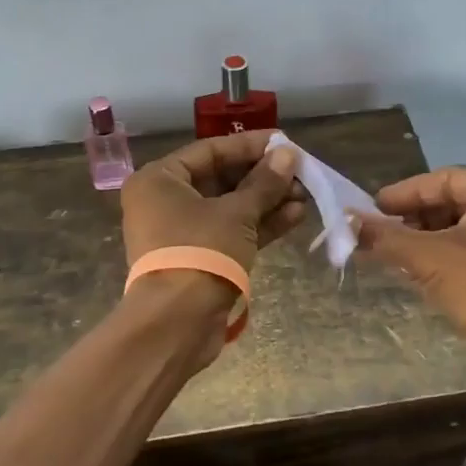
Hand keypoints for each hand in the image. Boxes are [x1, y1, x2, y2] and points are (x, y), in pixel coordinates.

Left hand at [120, 131, 305, 271]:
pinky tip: (295, 216)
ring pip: (230, 208)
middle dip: (264, 177)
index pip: (211, 150)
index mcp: (160, 180)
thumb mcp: (237, 213)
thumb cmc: (201, 251)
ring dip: (267, 201)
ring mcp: (182, 232)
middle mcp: (165, 201)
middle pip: (221, 179)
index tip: (285, 142)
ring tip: (305, 195)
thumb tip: (289, 154)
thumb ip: (265, 182)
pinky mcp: (199, 258)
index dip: (250, 145)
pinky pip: (231, 232)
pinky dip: (260, 224)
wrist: (178, 322)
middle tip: (301, 173)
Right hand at [353, 166, 465, 390]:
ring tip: (396, 255)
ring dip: (431, 241)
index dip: (404, 194)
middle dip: (416, 219)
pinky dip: (452, 260)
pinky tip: (425, 275)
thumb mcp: (429, 258)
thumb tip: (346, 222)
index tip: (372, 210)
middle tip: (382, 234)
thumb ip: (386, 237)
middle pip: (456, 203)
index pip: (444, 179)